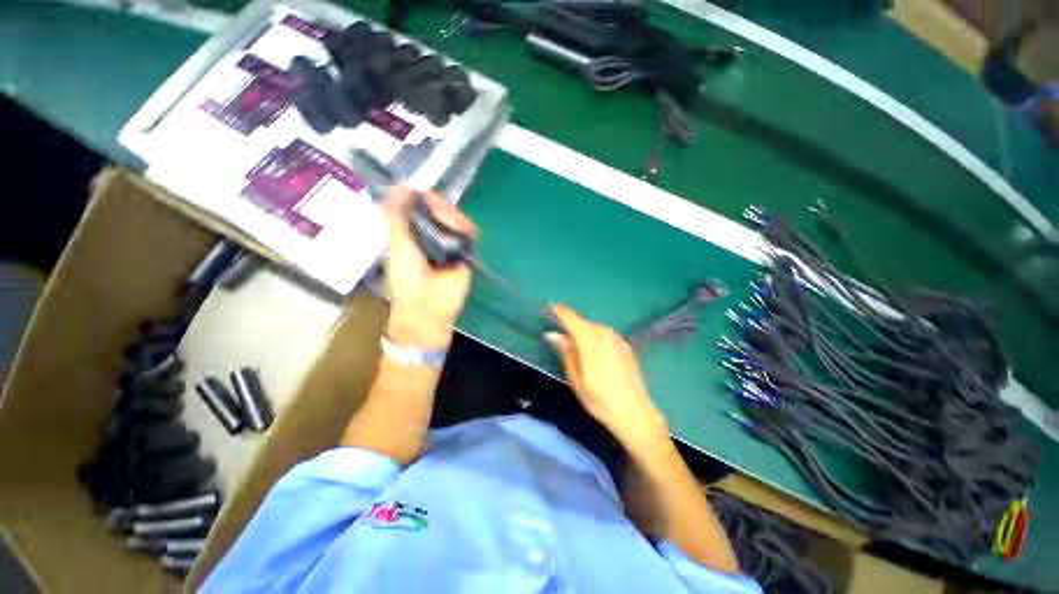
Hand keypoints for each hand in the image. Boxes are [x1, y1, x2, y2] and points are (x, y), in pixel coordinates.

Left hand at [382, 187, 476, 347]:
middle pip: (441, 211)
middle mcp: (433, 236)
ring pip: (457, 220)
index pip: (422, 208)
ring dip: (452, 215)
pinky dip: (465, 228)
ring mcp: (451, 245)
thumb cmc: (406, 278)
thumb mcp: (397, 244)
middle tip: (434, 205)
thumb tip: (400, 186)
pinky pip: (470, 234)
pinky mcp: (466, 253)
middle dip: (439, 205)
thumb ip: (398, 215)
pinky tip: (459, 228)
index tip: (422, 194)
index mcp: (414, 234)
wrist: (426, 305)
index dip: (424, 199)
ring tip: (445, 218)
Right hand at [546, 305, 667, 449]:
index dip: (559, 311)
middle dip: (572, 328)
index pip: (571, 318)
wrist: (633, 411)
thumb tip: (553, 334)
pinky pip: (605, 335)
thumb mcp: (575, 377)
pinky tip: (597, 357)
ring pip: (595, 329)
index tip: (550, 309)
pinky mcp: (625, 345)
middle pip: (583, 323)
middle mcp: (604, 333)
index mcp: (589, 339)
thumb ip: (565, 351)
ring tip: (581, 352)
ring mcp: (617, 338)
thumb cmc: (598, 398)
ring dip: (585, 334)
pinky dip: (597, 339)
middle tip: (563, 342)